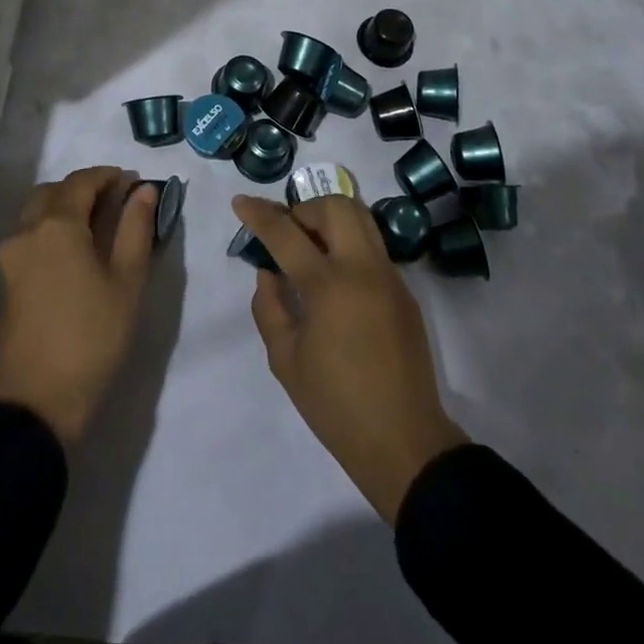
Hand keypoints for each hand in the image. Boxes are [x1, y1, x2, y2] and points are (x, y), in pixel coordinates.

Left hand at [0, 167, 156, 446]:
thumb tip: (143, 190)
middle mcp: (26, 230)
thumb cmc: (92, 337)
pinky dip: (51, 230)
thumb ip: (136, 228)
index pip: (82, 180)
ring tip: (97, 228)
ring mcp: (9, 256)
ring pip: (36, 213)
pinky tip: (74, 253)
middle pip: (53, 191)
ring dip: (64, 208)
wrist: (38, 402)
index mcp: (56, 224)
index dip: (108, 176)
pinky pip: (29, 237)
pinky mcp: (4, 280)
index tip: (132, 183)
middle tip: (115, 203)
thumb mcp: (127, 281)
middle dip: (84, 189)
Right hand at [234, 194, 468, 523]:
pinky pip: (373, 246)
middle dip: (304, 209)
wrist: (404, 442)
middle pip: (335, 206)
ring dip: (330, 219)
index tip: (240, 201)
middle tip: (287, 235)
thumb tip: (269, 273)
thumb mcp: (285, 360)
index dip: (259, 214)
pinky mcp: (404, 290)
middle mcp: (363, 269)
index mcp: (329, 287)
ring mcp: (389, 276)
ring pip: (361, 217)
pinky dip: (349, 243)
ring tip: (310, 247)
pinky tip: (335, 277)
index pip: (286, 233)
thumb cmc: (336, 405)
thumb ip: (269, 307)